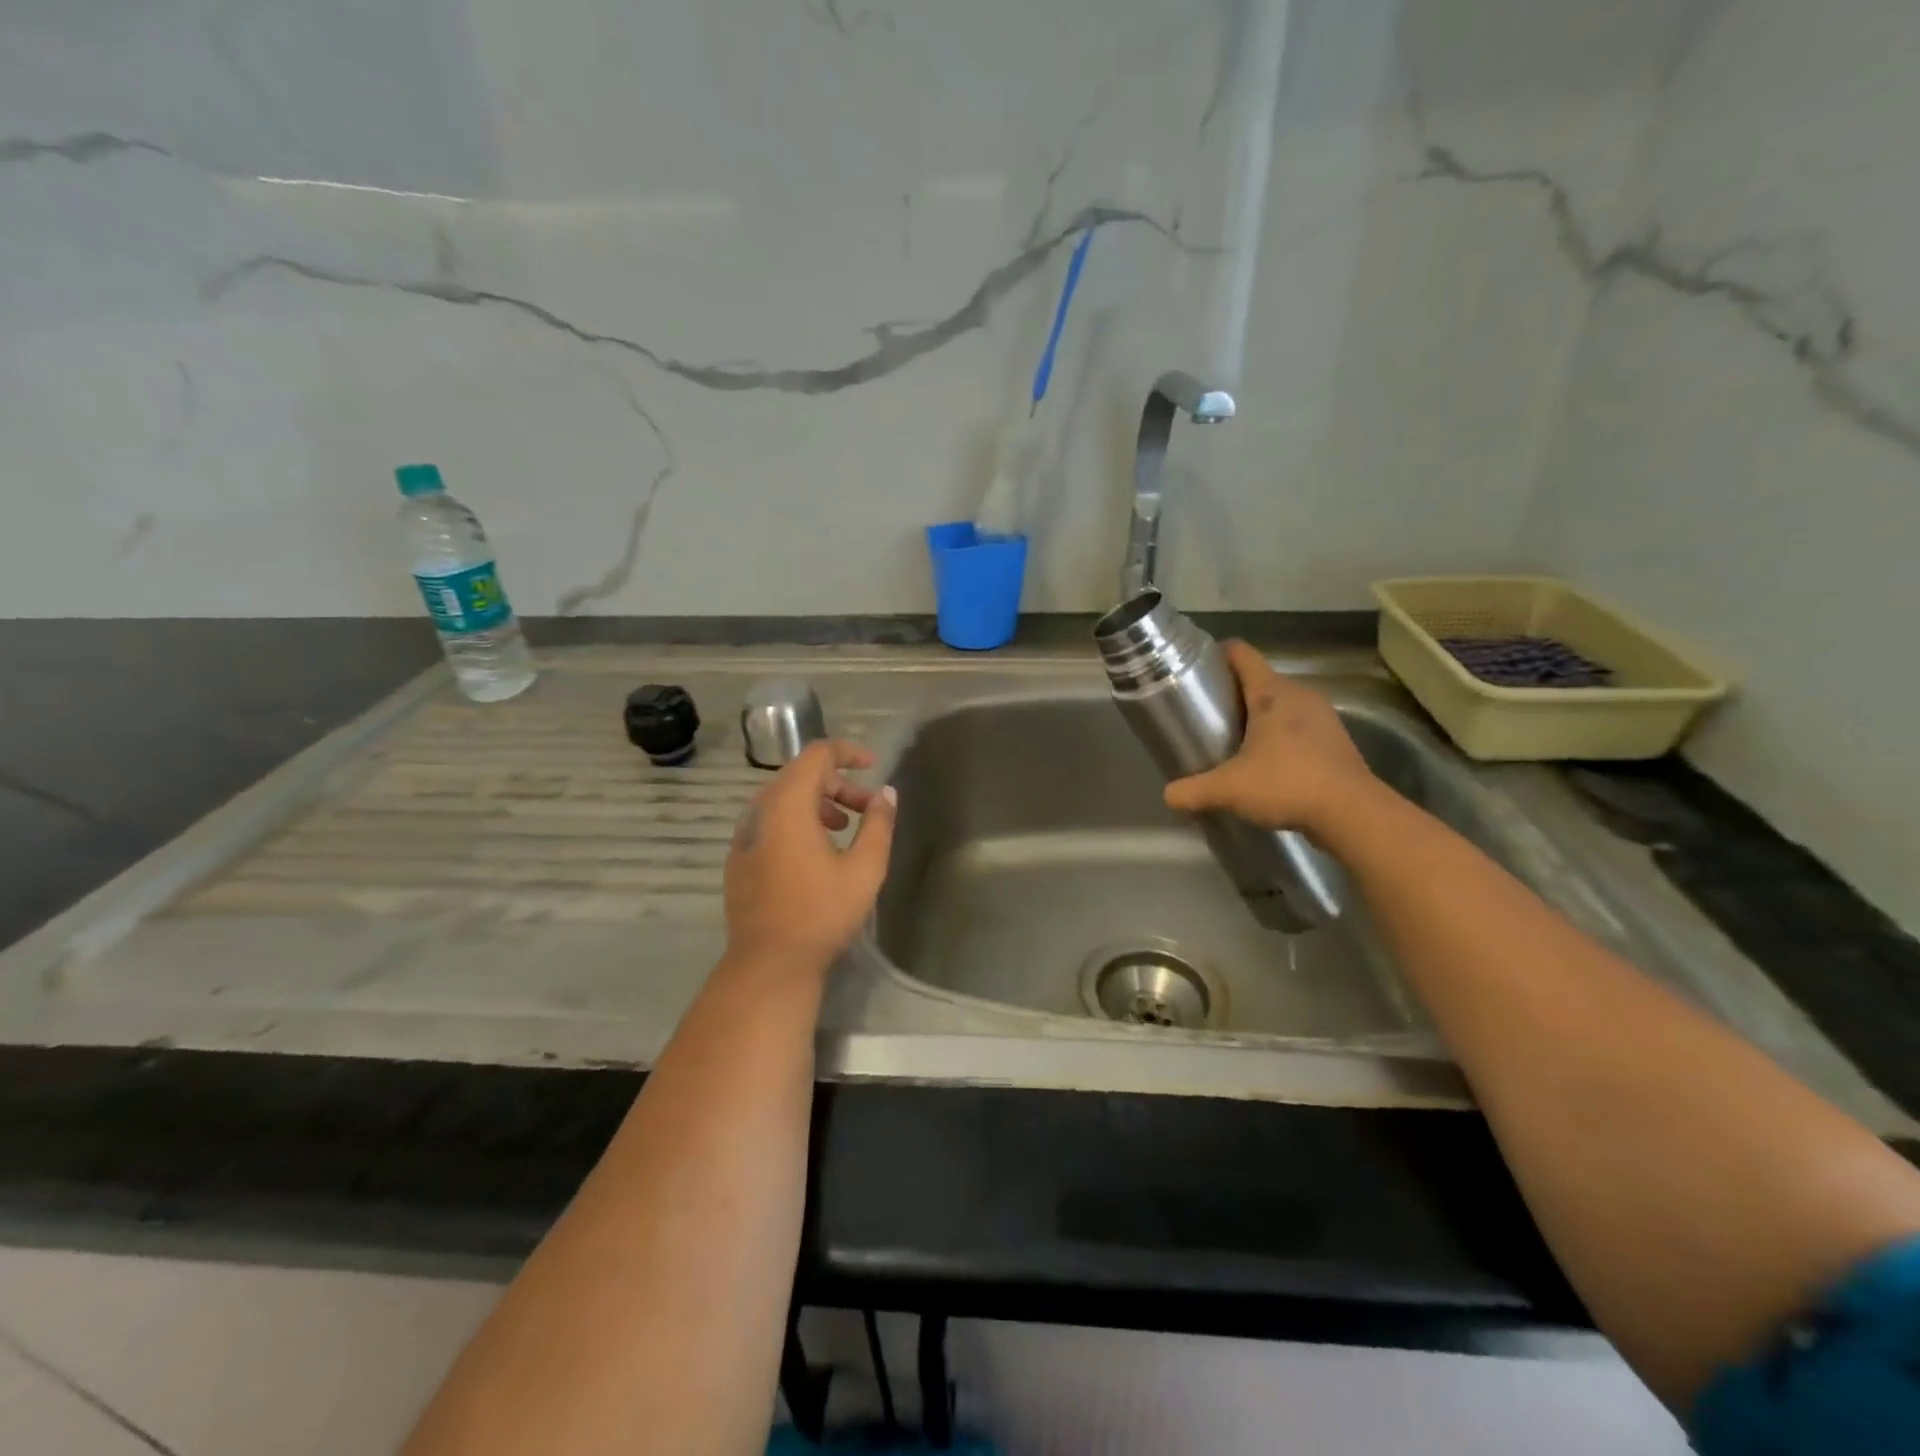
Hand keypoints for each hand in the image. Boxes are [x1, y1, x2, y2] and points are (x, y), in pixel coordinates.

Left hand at [724, 740, 896, 968]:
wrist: (768, 963)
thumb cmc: (821, 912)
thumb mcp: (864, 868)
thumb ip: (878, 824)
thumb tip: (886, 793)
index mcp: (788, 805)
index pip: (817, 755)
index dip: (848, 752)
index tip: (873, 765)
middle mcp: (760, 811)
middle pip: (800, 775)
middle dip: (838, 783)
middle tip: (867, 809)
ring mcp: (744, 835)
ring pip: (784, 799)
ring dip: (818, 803)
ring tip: (843, 828)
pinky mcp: (739, 857)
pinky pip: (770, 821)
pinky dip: (797, 821)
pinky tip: (816, 852)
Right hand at [1164, 641, 1378, 836]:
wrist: (1353, 813)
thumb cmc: (1287, 784)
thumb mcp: (1229, 789)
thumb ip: (1194, 790)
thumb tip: (1168, 796)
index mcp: (1272, 693)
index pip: (1242, 653)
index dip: (1217, 654)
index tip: (1197, 670)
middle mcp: (1300, 694)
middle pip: (1260, 679)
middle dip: (1234, 693)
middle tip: (1209, 715)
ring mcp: (1323, 716)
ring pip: (1282, 704)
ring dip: (1260, 716)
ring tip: (1235, 741)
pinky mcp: (1336, 740)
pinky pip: (1300, 727)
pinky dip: (1282, 736)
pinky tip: (1269, 763)